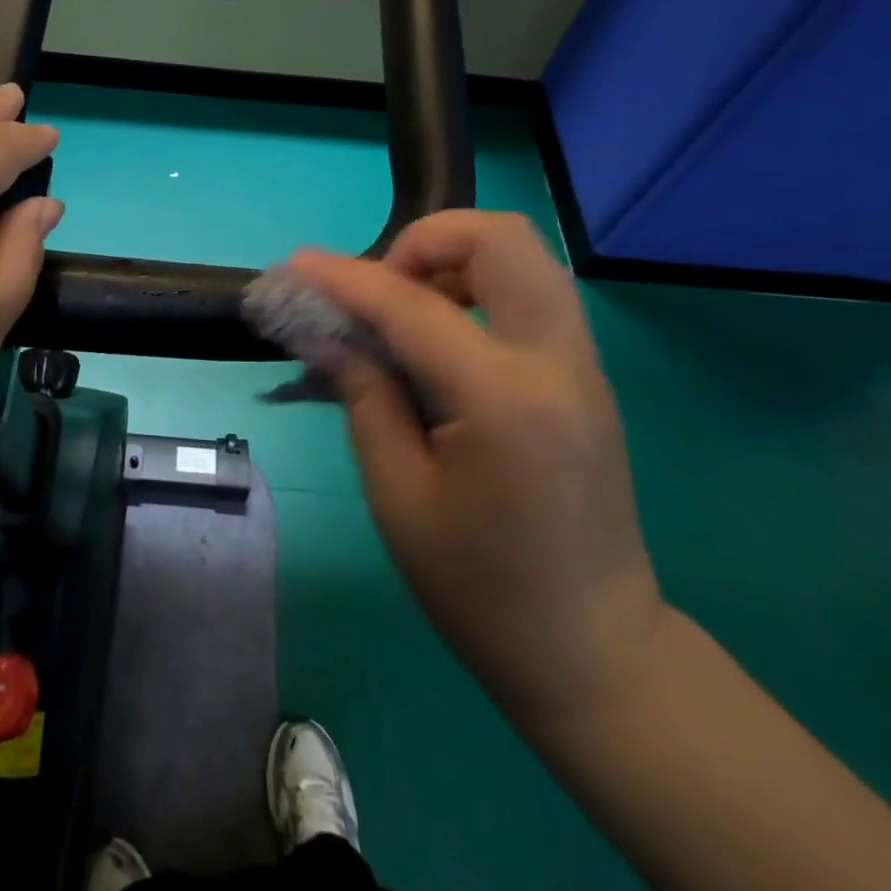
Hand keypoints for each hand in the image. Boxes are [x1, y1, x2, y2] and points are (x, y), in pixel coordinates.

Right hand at [287, 212, 665, 728]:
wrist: (594, 652)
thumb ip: (363, 397)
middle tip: (381, 289)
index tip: (296, 265)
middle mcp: (556, 360)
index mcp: (504, 398)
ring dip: (457, 258)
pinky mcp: (587, 375)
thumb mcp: (398, 496)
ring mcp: (583, 363)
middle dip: (426, 240)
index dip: (344, 278)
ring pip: (525, 255)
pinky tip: (445, 337)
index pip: (411, 305)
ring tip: (409, 309)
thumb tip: (324, 335)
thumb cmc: (482, 590)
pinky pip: (534, 292)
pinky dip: (482, 285)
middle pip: (501, 238)